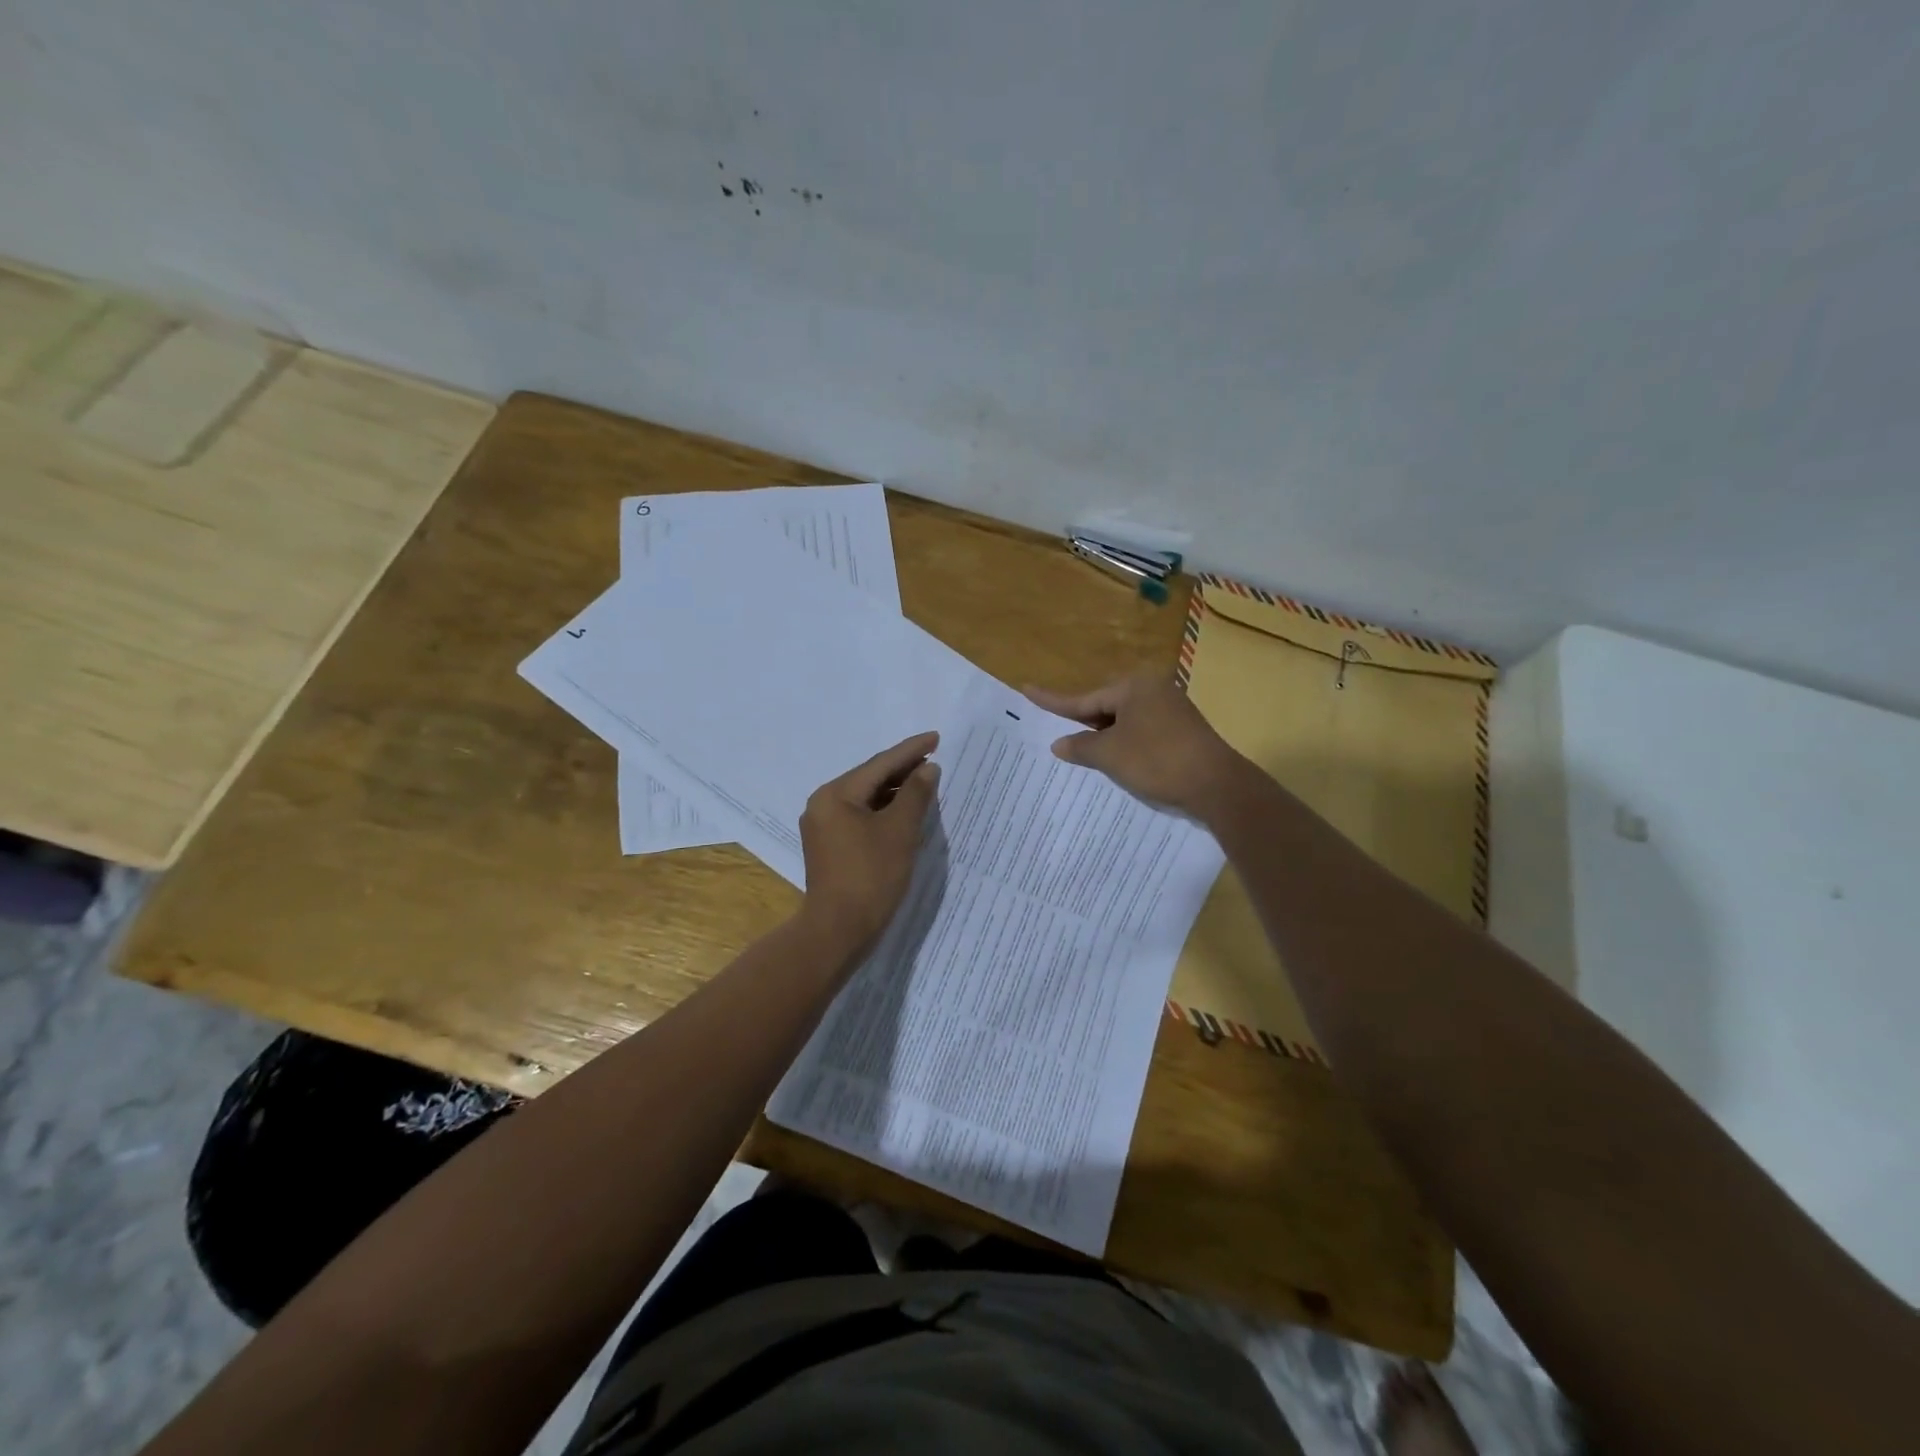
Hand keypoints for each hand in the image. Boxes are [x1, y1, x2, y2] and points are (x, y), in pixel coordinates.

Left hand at [798, 731, 940, 956]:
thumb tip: (927, 768)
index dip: (911, 750)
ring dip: (894, 791)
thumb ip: (915, 794)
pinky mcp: (829, 846)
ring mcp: (823, 827)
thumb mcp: (899, 831)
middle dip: (902, 769)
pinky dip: (883, 811)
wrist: (838, 931)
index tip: (936, 737)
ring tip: (925, 783)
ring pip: (865, 798)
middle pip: (869, 778)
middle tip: (934, 758)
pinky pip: (860, 817)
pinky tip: (904, 812)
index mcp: (835, 794)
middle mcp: (823, 804)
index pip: (880, 764)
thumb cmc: (871, 876)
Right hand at [1025, 672, 1243, 818]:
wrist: (1217, 785)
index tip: (1027, 689)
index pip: (1084, 698)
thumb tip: (1059, 743)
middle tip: (1058, 736)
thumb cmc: (1157, 761)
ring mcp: (1171, 711)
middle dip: (1083, 725)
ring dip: (1104, 739)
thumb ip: (1080, 747)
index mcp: (1134, 687)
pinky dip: (1125, 746)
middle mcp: (1154, 691)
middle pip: (1105, 708)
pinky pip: (1142, 734)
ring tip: (1083, 755)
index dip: (1053, 700)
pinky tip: (1117, 763)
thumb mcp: (1110, 755)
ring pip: (1124, 723)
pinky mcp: (1182, 732)